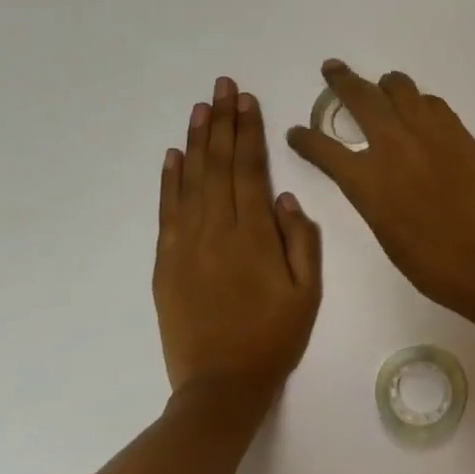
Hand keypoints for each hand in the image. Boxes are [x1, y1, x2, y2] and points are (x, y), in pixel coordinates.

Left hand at [154, 76, 321, 401]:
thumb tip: (282, 197)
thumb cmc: (274, 337)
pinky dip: (169, 180)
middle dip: (223, 122)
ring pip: (191, 181)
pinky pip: (167, 212)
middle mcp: (217, 231)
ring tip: (200, 107)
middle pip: (219, 165)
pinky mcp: (166, 263)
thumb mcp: (308, 292)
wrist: (221, 387)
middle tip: (223, 86)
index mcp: (254, 235)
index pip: (250, 169)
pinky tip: (173, 155)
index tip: (247, 100)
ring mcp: (186, 245)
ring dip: (196, 141)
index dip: (249, 131)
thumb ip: (301, 241)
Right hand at [287, 60, 474, 305]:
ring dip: (385, 85)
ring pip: (400, 88)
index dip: (306, 139)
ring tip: (382, 86)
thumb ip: (371, 194)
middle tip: (332, 68)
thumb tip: (373, 175)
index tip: (296, 132)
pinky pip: (432, 103)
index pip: (323, 148)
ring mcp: (428, 132)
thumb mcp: (383, 228)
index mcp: (366, 179)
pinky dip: (420, 102)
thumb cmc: (430, 260)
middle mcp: (393, 144)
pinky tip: (420, 110)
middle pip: (361, 98)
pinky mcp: (457, 131)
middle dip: (342, 81)